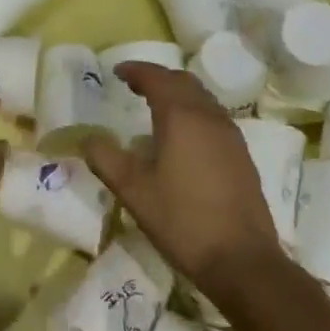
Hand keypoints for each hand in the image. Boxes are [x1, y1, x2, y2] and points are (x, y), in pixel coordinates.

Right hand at [82, 64, 279, 288]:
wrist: (241, 260)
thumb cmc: (181, 220)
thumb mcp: (132, 190)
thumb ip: (105, 158)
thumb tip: (88, 138)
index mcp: (181, 116)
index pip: (157, 78)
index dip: (136, 71)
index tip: (117, 72)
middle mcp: (209, 117)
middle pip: (183, 82)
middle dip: (158, 78)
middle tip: (134, 86)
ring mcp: (230, 136)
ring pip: (202, 99)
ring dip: (178, 94)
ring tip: (156, 107)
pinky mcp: (242, 156)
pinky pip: (214, 118)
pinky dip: (194, 113)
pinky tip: (183, 138)